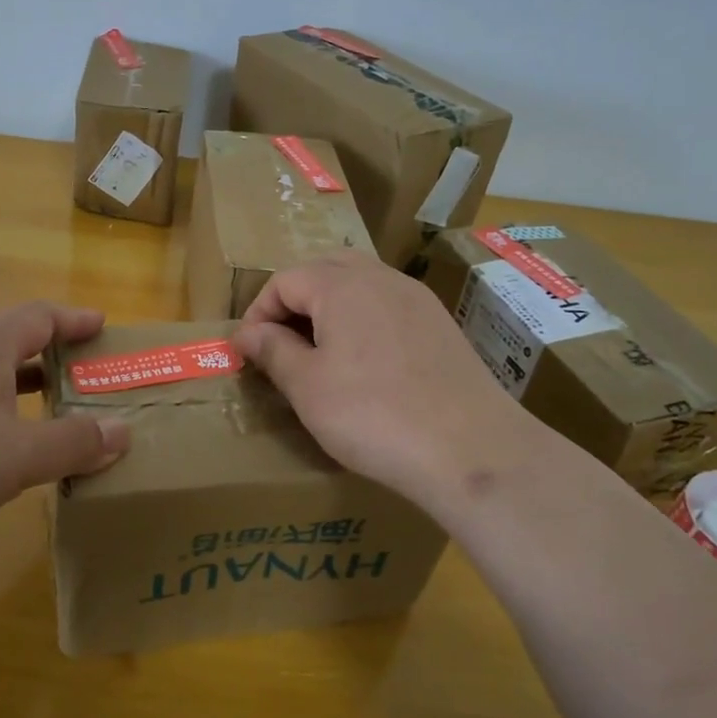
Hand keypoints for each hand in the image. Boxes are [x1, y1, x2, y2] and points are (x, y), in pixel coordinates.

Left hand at [0, 302, 130, 586]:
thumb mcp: (16, 455)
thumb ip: (73, 442)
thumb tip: (124, 430)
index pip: (36, 317)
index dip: (72, 318)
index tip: (102, 325)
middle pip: (7, 345)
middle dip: (50, 356)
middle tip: (87, 373)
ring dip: (20, 394)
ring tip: (54, 415)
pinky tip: (0, 458)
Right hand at [233, 252, 553, 512]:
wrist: (469, 448)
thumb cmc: (372, 414)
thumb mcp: (307, 386)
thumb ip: (273, 350)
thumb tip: (247, 333)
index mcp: (341, 284)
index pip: (285, 280)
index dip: (258, 311)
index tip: (248, 350)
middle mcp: (381, 278)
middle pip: (325, 269)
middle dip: (295, 300)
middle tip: (280, 341)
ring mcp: (417, 299)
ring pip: (361, 284)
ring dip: (330, 307)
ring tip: (318, 351)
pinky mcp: (441, 325)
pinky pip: (389, 306)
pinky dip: (364, 320)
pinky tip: (365, 363)